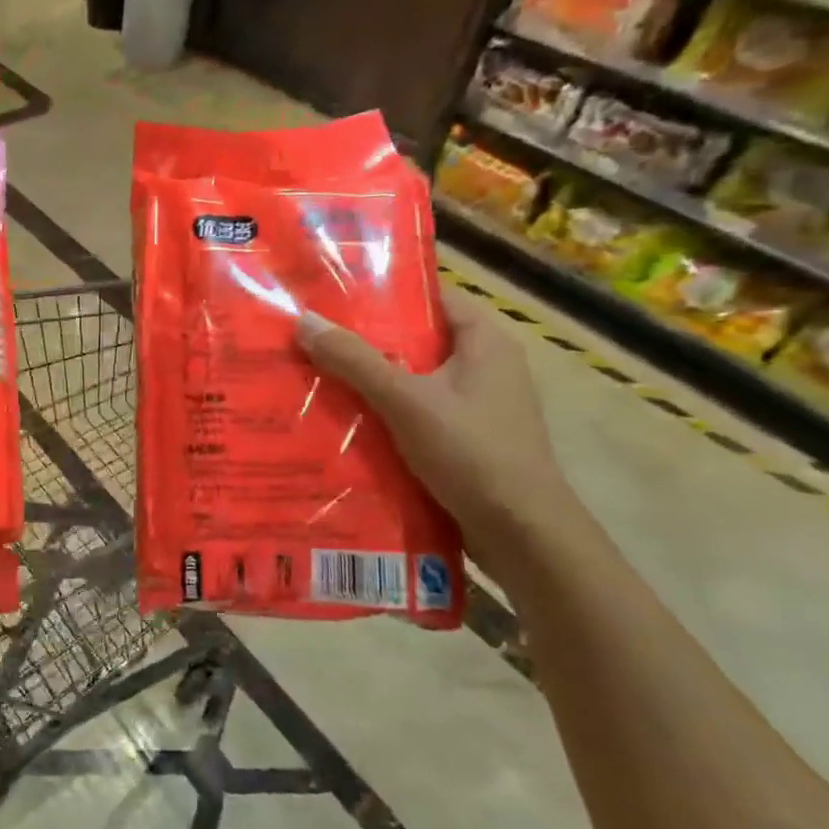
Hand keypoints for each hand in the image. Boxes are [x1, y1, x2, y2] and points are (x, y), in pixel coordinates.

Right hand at [296, 289, 566, 544]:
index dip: (386, 294)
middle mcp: (487, 366)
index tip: (335, 298)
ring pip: (414, 381)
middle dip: (367, 343)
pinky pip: (418, 414)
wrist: (523, 533)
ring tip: (317, 378)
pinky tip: (346, 423)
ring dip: (372, 383)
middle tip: (313, 339)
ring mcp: (479, 406)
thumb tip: (305, 321)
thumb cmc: (471, 452)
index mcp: (485, 341)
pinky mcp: (468, 440)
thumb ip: (355, 361)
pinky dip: (386, 415)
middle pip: (418, 341)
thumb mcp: (406, 400)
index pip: (432, 298)